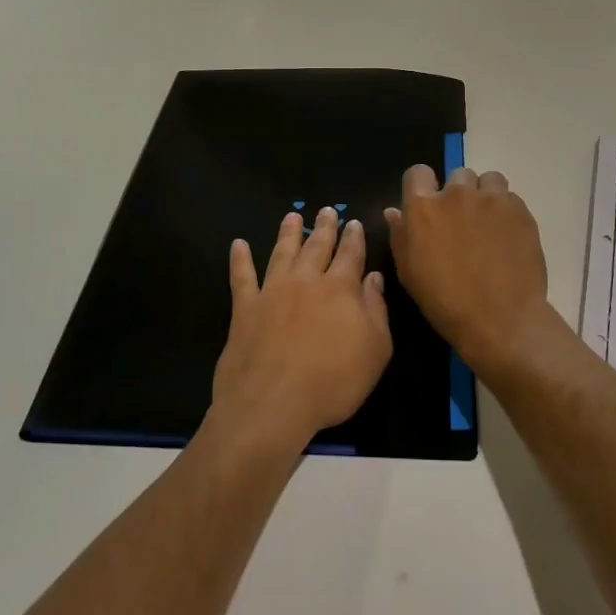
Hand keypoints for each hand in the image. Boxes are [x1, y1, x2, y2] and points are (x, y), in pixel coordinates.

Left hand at [209, 208, 391, 453]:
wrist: (272, 404)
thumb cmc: (333, 382)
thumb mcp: (375, 350)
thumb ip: (377, 310)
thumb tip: (374, 278)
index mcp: (340, 289)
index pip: (351, 255)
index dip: (354, 238)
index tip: (353, 223)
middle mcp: (306, 281)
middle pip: (317, 246)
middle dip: (324, 227)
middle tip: (326, 210)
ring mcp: (272, 291)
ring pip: (281, 252)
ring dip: (288, 233)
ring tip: (292, 216)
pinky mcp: (244, 309)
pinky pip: (241, 277)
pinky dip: (240, 259)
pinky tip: (238, 245)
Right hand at [385, 165, 557, 376]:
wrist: (500, 318)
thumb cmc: (445, 301)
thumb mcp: (409, 272)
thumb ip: (400, 235)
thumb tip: (394, 211)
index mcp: (423, 207)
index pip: (418, 173)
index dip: (423, 187)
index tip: (429, 206)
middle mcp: (456, 194)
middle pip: (457, 175)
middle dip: (458, 193)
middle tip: (463, 223)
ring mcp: (492, 199)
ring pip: (488, 180)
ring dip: (485, 196)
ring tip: (489, 224)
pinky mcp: (520, 210)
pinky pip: (511, 198)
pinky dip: (507, 211)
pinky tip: (508, 237)